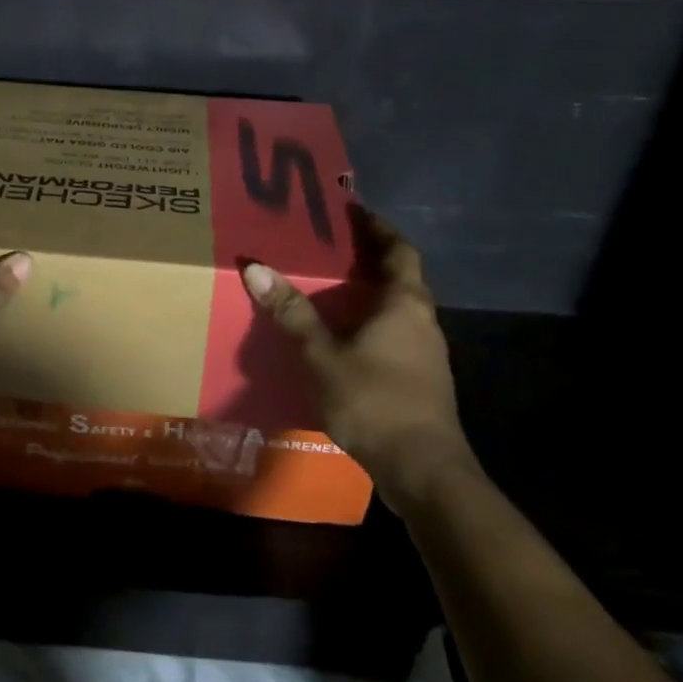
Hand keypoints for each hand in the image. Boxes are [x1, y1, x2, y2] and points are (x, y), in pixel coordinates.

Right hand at [242, 205, 473, 514]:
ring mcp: (426, 352)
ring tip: (333, 285)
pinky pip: (397, 333)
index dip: (378, 227)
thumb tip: (256, 267)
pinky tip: (346, 335)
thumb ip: (291, 312)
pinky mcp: (422, 379)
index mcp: (404, 303)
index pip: (399, 250)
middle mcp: (422, 320)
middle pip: (401, 276)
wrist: (423, 470)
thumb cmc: (374, 400)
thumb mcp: (322, 354)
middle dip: (371, 257)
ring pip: (400, 307)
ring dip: (372, 291)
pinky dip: (373, 321)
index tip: (354, 210)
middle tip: (332, 244)